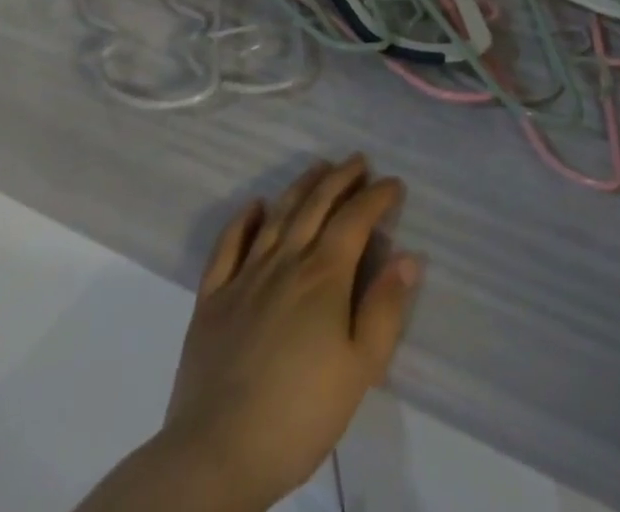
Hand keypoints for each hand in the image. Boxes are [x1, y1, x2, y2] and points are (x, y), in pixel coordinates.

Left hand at [154, 156, 420, 511]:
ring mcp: (244, 278)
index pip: (356, 218)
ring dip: (301, 186)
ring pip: (277, 217)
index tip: (393, 184)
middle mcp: (286, 262)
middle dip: (341, 178)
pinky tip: (254, 205)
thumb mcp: (360, 370)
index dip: (377, 196)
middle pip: (316, 205)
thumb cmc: (299, 416)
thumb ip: (385, 309)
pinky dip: (242, 221)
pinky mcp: (211, 301)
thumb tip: (407, 257)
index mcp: (324, 275)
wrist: (214, 458)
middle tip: (359, 161)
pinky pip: (226, 248)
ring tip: (318, 167)